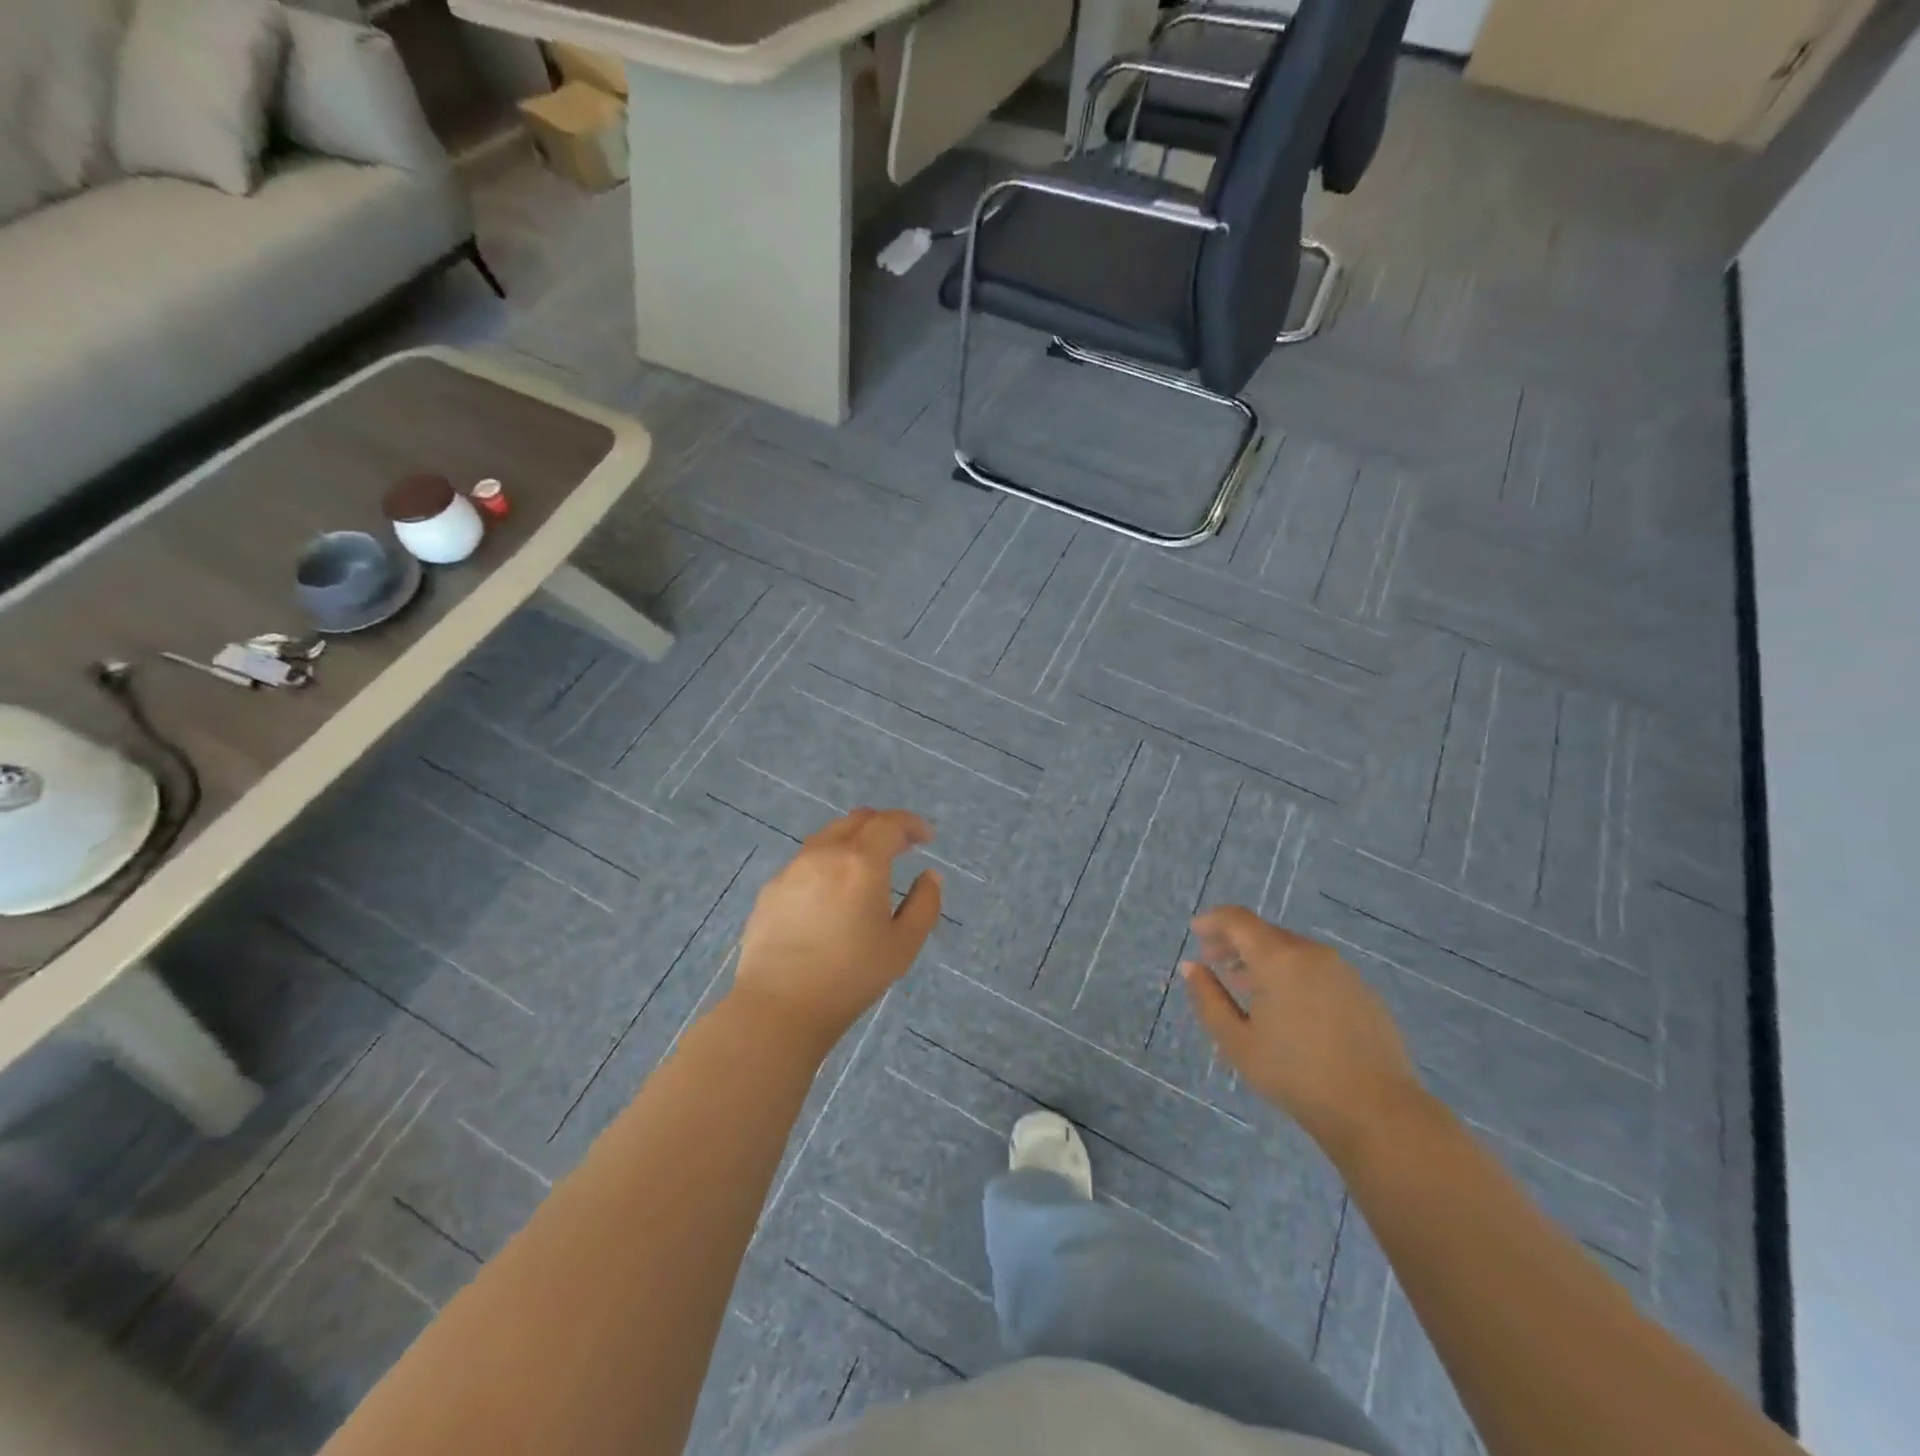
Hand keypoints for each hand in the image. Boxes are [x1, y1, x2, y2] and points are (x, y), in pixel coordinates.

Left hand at [731, 809, 942, 1052]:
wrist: (779, 1006)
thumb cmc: (850, 977)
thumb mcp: (903, 945)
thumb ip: (924, 904)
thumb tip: (929, 875)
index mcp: (861, 862)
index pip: (890, 823)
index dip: (912, 825)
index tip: (927, 839)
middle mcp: (825, 853)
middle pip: (857, 820)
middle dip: (884, 826)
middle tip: (901, 847)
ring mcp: (793, 869)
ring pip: (828, 836)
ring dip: (854, 841)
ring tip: (866, 868)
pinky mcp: (771, 888)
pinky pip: (806, 861)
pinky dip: (828, 863)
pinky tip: (831, 894)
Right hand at [1182, 906, 1422, 1152]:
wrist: (1377, 1111)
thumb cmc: (1296, 1075)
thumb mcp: (1237, 1041)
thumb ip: (1208, 999)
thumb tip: (1191, 967)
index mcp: (1279, 958)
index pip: (1238, 920)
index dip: (1213, 920)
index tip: (1195, 932)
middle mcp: (1311, 953)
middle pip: (1265, 932)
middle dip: (1235, 942)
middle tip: (1213, 961)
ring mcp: (1342, 971)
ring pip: (1292, 951)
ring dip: (1262, 959)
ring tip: (1245, 986)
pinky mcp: (1362, 992)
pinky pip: (1316, 969)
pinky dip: (1291, 974)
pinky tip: (1286, 1007)